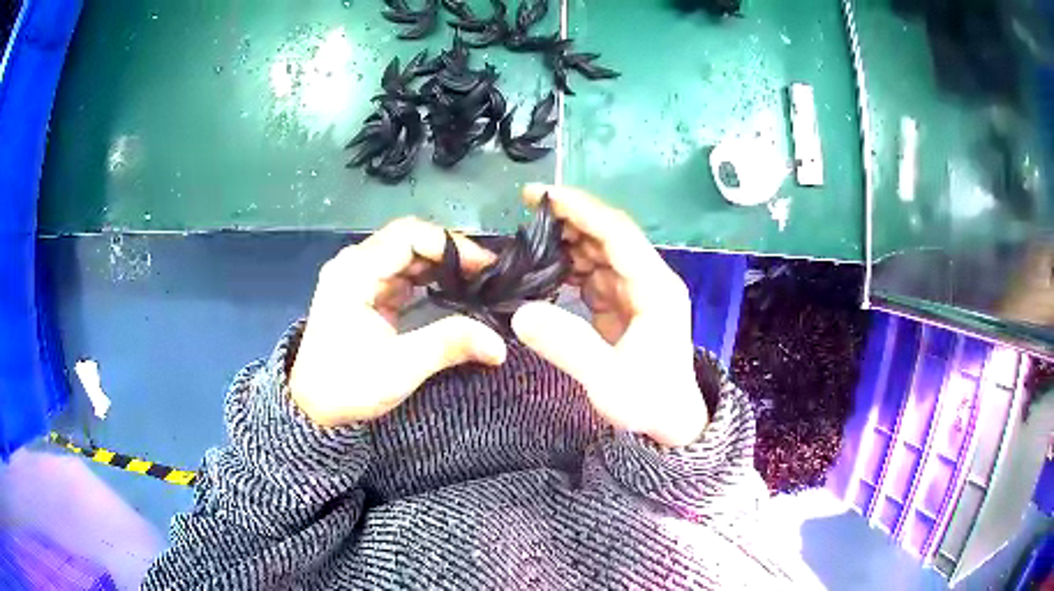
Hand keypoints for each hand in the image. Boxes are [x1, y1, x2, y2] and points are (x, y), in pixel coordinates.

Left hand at [290, 218, 507, 426]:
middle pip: (409, 240)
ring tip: (477, 282)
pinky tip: (453, 292)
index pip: (408, 236)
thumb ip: (448, 345)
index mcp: (354, 272)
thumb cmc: (347, 386)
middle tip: (488, 274)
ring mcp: (359, 278)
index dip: (451, 245)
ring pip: (407, 256)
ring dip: (442, 266)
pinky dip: (429, 279)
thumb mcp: (399, 367)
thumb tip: (500, 344)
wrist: (313, 408)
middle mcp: (355, 265)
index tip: (485, 266)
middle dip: (450, 254)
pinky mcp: (365, 293)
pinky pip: (402, 274)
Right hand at [511, 185, 708, 446]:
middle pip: (608, 236)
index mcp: (655, 288)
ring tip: (528, 242)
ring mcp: (636, 292)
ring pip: (599, 253)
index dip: (581, 209)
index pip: (617, 233)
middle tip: (525, 214)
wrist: (671, 424)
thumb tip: (521, 313)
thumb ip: (567, 346)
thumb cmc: (649, 403)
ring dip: (567, 243)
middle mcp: (648, 280)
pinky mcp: (624, 305)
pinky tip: (545, 270)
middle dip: (569, 220)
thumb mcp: (608, 382)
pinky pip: (594, 275)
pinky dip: (569, 268)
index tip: (541, 196)